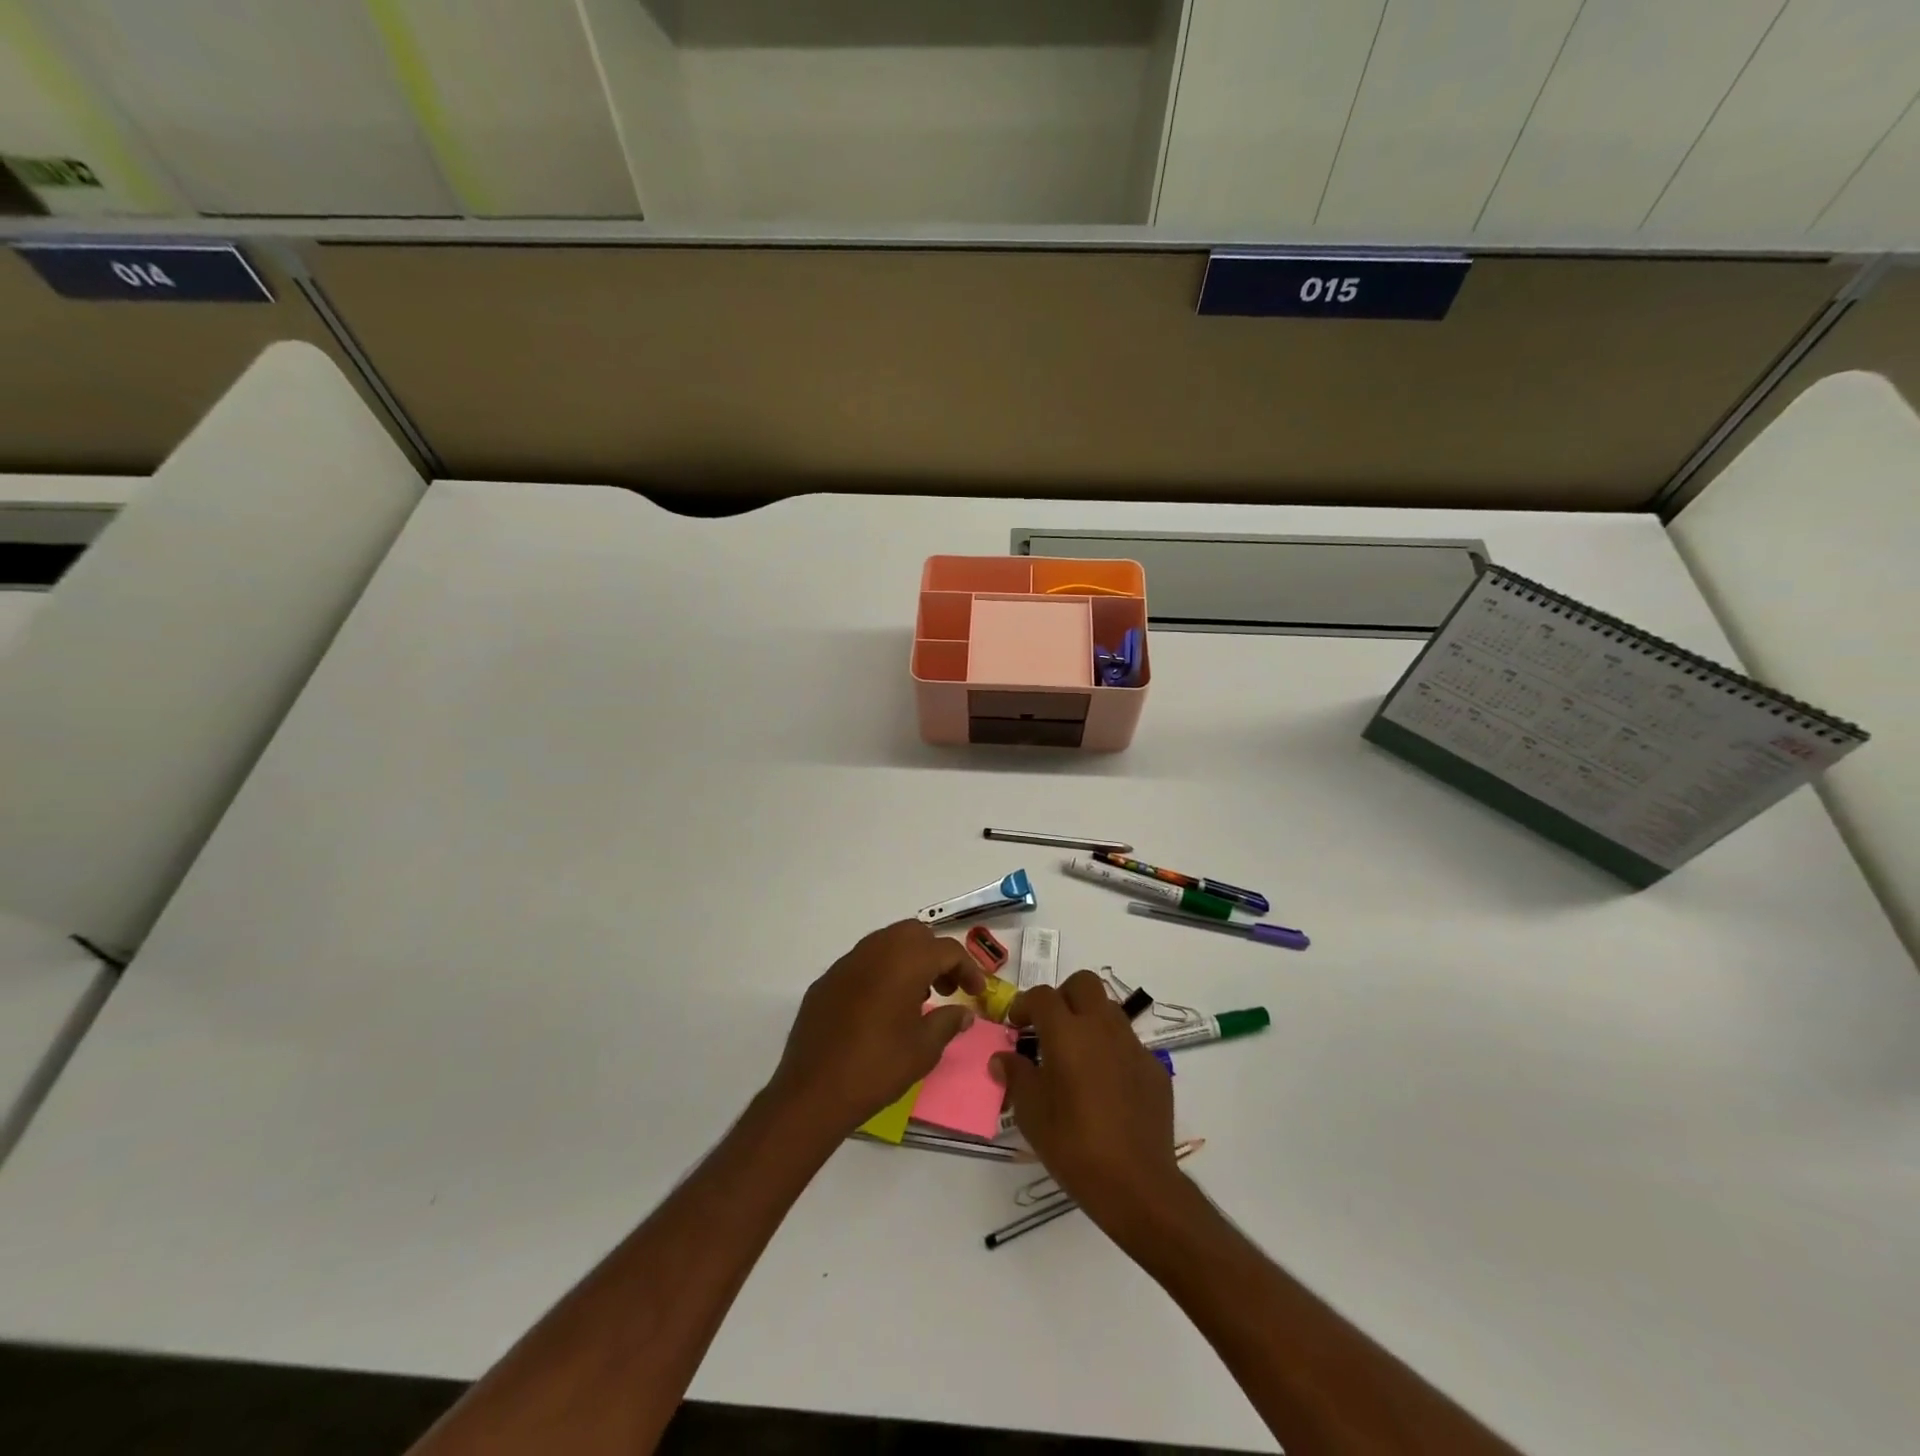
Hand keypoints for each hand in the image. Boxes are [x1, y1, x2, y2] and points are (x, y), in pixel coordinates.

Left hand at [769, 920, 985, 1139]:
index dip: (968, 969)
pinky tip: (880, 1009)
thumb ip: (948, 1022)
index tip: (976, 994)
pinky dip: (880, 974)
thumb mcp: (924, 1049)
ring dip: (907, 961)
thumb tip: (963, 1013)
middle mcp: (875, 950)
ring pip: (886, 943)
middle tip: (946, 989)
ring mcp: (846, 963)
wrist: (813, 1091)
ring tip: (916, 1000)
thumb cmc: (878, 1067)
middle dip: (936, 955)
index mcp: (905, 961)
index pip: (947, 949)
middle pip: (915, 934)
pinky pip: (862, 964)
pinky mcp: (826, 981)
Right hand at [992, 969, 1180, 1235]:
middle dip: (1063, 996)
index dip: (1024, 1005)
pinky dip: (1112, 1051)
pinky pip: (1129, 1044)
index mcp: (1067, 1033)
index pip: (1042, 996)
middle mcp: (1102, 1028)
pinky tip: (1106, 1086)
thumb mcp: (1031, 1114)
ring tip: (1077, 1055)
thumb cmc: (1074, 1147)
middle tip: (1050, 1027)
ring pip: (1109, 1009)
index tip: (1015, 1026)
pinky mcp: (1155, 1068)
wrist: (1138, 1184)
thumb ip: (1016, 1076)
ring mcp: (1133, 1046)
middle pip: (1083, 983)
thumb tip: (1003, 1058)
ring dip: (1089, 1019)